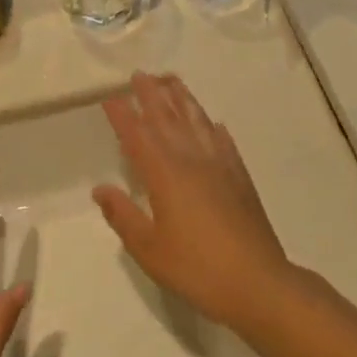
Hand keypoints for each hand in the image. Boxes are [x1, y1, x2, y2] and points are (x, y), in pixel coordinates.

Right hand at [92, 73, 292, 329]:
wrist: (256, 281)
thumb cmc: (196, 267)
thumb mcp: (148, 248)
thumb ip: (123, 215)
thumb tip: (100, 188)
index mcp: (165, 175)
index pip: (138, 136)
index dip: (123, 115)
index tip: (110, 97)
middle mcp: (192, 160)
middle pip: (168, 119)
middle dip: (152, 95)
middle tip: (140, 75)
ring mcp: (220, 165)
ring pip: (198, 121)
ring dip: (183, 99)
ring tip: (172, 81)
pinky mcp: (240, 177)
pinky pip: (224, 141)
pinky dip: (213, 127)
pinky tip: (212, 122)